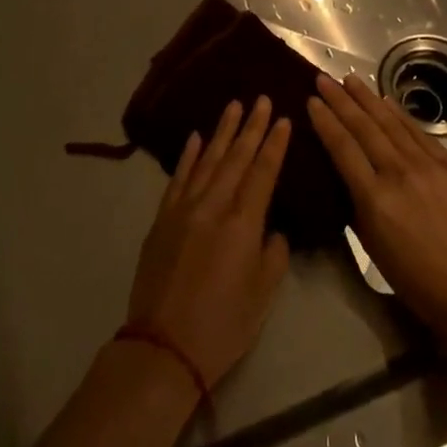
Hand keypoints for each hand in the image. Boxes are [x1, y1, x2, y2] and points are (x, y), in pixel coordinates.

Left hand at [125, 97, 291, 388]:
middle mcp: (213, 206)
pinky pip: (178, 177)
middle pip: (236, 157)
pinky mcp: (163, 219)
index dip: (275, 144)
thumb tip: (271, 228)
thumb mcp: (263, 294)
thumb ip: (274, 253)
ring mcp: (184, 209)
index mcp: (242, 223)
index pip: (263, 172)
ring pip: (207, 159)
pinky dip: (189, 156)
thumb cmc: (223, 325)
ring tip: (234, 106)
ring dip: (222, 131)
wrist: (163, 347)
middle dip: (252, 126)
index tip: (284, 118)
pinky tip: (196, 137)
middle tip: (262, 99)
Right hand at [308, 74, 446, 341]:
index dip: (325, 121)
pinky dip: (401, 115)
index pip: (343, 148)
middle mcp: (400, 174)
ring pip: (392, 124)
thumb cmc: (414, 278)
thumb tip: (347, 171)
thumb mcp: (372, 244)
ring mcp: (430, 167)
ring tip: (351, 80)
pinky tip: (387, 101)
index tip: (311, 100)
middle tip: (324, 78)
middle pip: (365, 128)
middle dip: (341, 100)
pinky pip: (420, 134)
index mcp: (375, 199)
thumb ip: (357, 203)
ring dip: (369, 99)